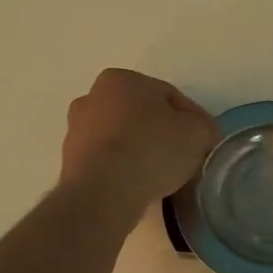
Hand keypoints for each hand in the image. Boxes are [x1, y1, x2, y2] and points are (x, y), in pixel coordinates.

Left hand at [59, 69, 218, 218]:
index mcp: (121, 79)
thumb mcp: (197, 132)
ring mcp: (76, 130)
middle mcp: (92, 97)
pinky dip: (122, 169)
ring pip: (121, 137)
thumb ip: (203, 126)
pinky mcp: (69, 162)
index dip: (192, 118)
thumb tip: (199, 133)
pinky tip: (138, 185)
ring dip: (140, 150)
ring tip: (161, 175)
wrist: (103, 193)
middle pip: (140, 114)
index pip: (168, 96)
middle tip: (183, 156)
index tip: (203, 141)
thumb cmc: (151, 149)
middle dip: (161, 132)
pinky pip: (107, 161)